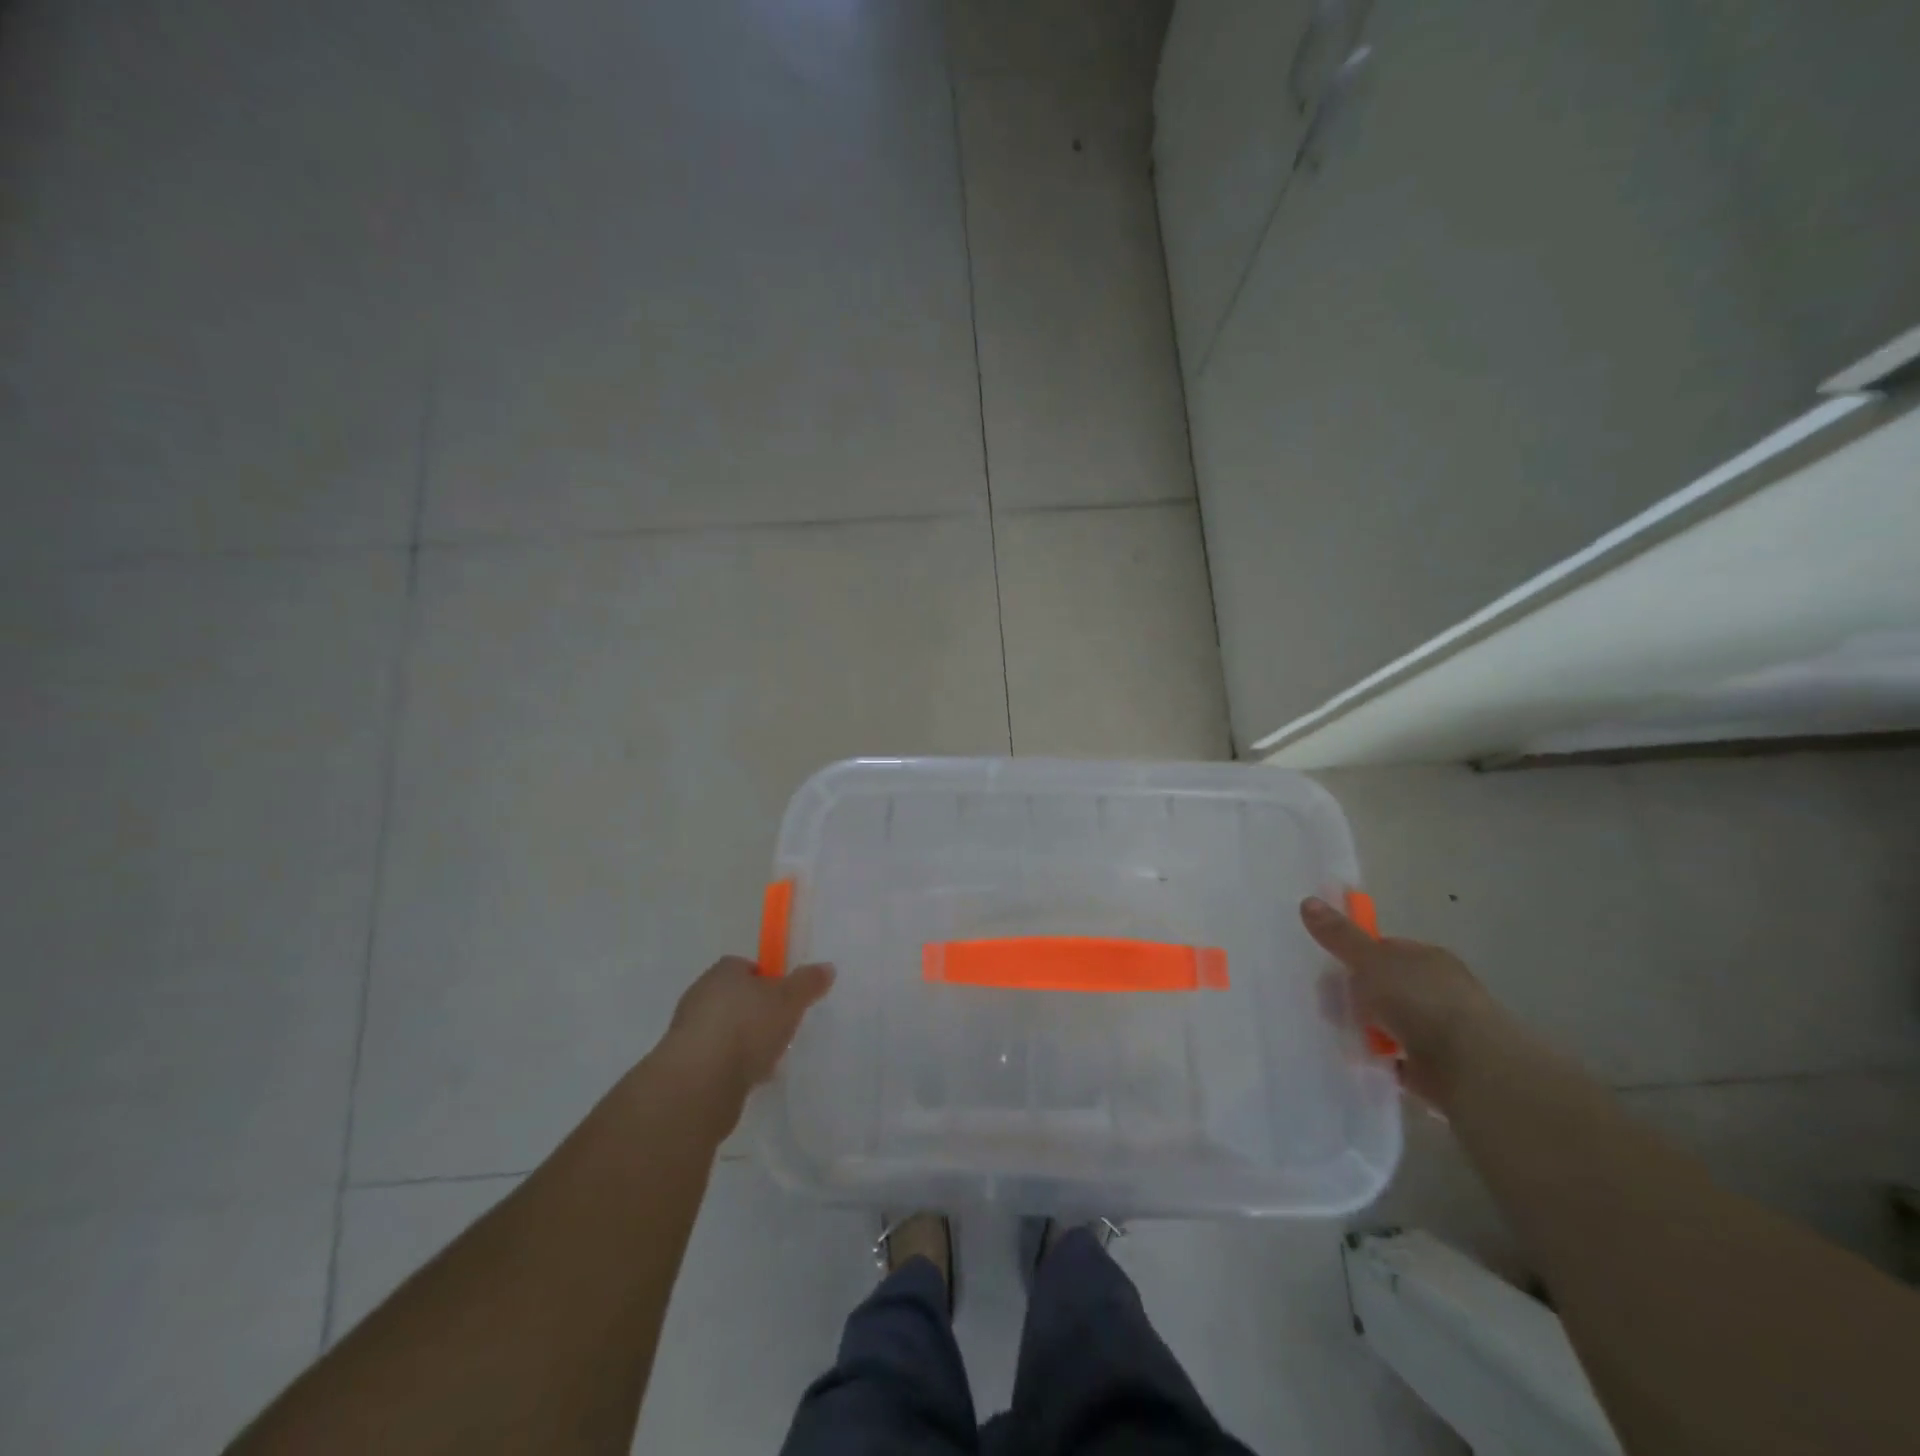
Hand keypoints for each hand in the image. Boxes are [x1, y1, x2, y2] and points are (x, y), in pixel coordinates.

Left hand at [664, 955, 834, 1098]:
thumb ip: (808, 983)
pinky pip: (718, 1059)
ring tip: (770, 1057)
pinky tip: (751, 1079)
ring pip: (726, 1030)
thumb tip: (827, 967)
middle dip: (757, 1012)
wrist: (700, 1083)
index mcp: (723, 972)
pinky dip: (734, 1066)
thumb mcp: (789, 1000)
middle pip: (736, 998)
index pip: (746, 966)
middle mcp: (701, 995)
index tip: (786, 997)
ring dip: (745, 1041)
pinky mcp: (686, 1066)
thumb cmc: (747, 1027)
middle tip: (782, 1026)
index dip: (767, 979)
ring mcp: (690, 1032)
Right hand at [1301, 896, 1496, 1106]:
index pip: (1385, 949)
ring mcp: (1441, 1028)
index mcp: (1427, 958)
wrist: (1468, 1065)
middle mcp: (1438, 989)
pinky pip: (1398, 1056)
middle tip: (1331, 1005)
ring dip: (1367, 1029)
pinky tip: (1362, 1059)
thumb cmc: (1419, 1001)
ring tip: (1343, 1035)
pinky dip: (1381, 1058)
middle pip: (1385, 986)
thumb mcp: (1369, 961)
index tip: (1333, 970)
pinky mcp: (1438, 1065)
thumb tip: (1307, 901)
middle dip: (1357, 996)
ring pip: (1389, 1021)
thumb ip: (1340, 936)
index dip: (1357, 957)